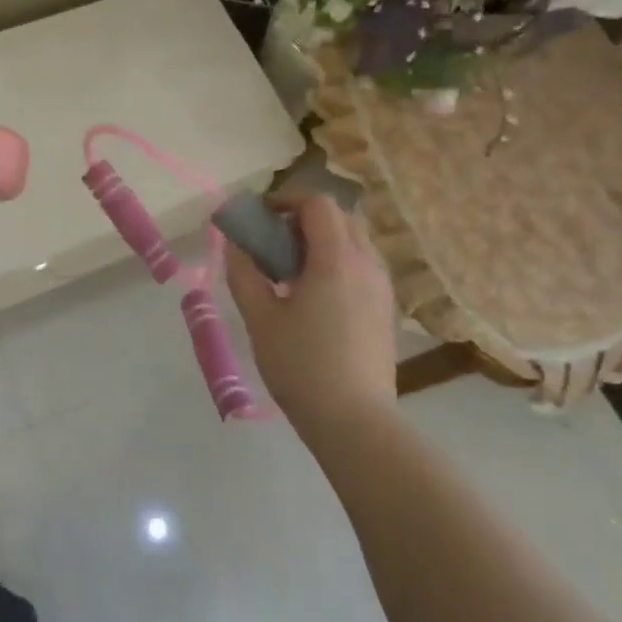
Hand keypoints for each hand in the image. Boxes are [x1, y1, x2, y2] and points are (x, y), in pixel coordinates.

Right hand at [224, 195, 397, 434]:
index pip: (318, 203)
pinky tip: (318, 295)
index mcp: (336, 259)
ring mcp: (383, 287)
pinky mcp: (387, 309)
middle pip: (342, 216)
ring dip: (325, 239)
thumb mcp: (260, 319)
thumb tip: (233, 243)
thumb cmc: (301, 367)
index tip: (263, 216)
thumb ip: (244, 274)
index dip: (288, 199)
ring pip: (357, 240)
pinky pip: (364, 265)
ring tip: (295, 270)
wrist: (356, 422)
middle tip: (276, 241)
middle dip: (306, 217)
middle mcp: (367, 264)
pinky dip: (340, 261)